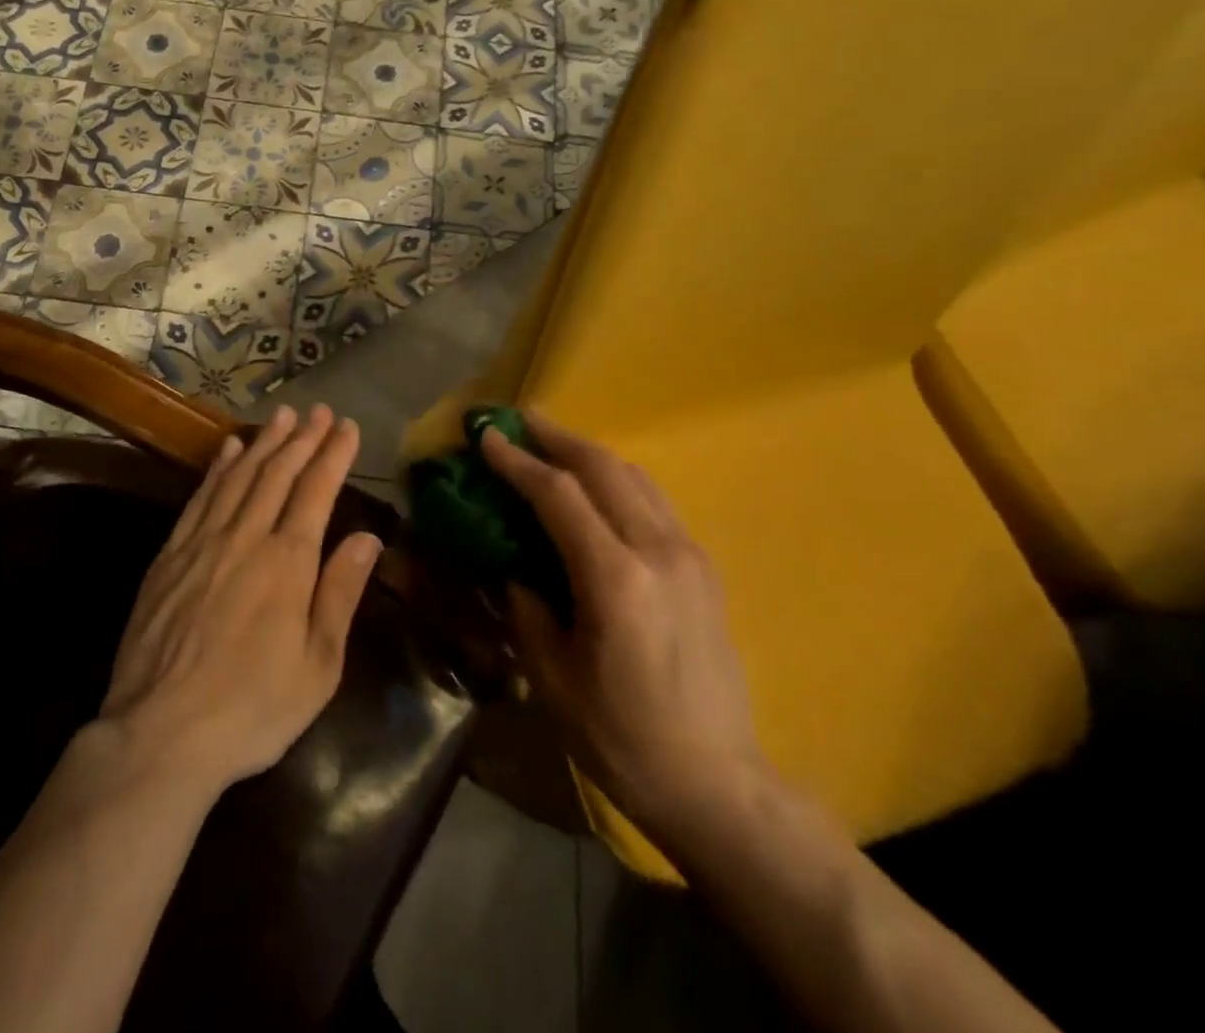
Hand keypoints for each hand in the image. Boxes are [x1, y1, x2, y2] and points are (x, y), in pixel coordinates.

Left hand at [100, 404, 381, 796]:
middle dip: (302, 438)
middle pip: (278, 473)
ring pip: (239, 476)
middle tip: (319, 411)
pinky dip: (217, 468)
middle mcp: (246, 537)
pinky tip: (227, 450)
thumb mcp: (319, 664)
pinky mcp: (170, 555)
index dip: (333, 455)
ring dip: (263, 442)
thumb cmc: (253, 707)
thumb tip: (368, 537)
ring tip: (282, 417)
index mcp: (289, 561)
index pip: (316, 490)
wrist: (160, 732)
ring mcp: (203, 542)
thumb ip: (341, 592)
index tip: (347, 427)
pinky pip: (199, 497)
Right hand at [482, 412, 772, 850]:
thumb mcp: (553, 677)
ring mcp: (690, 556)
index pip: (559, 495)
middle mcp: (659, 552)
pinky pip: (655, 502)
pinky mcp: (704, 568)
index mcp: (616, 580)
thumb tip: (512, 564)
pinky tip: (597, 488)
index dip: (518, 461)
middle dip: (556, 437)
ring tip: (553, 442)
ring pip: (635, 477)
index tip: (485, 436)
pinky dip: (618, 479)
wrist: (718, 785)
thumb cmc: (622, 738)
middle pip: (603, 468)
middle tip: (518, 419)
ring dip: (589, 452)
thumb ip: (527, 607)